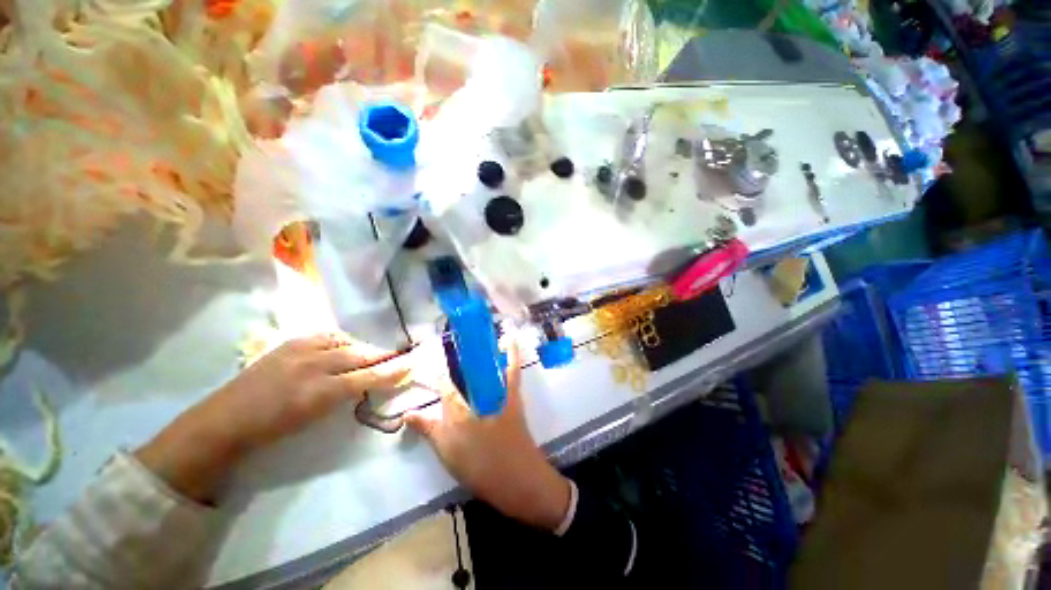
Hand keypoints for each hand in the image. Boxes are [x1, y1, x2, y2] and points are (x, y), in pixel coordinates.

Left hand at [136, 334, 411, 502]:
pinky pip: (326, 335)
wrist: (225, 420)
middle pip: (359, 356)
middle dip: (382, 356)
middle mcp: (313, 366)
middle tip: (398, 358)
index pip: (366, 377)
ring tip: (371, 354)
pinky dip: (342, 339)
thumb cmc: (272, 428)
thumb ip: (344, 396)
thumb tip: (368, 383)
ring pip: (346, 342)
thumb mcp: (313, 419)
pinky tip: (344, 345)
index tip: (410, 366)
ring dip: (362, 347)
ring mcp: (300, 350)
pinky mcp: (290, 342)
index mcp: (319, 392)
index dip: (391, 372)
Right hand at [404, 337, 571, 531]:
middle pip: (463, 372)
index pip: (443, 386)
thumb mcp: (447, 452)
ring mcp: (496, 395)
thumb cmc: (478, 468)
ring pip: (484, 367)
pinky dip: (512, 354)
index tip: (427, 365)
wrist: (516, 478)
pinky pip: (512, 371)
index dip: (435, 375)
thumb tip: (407, 413)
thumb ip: (428, 429)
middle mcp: (475, 397)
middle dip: (456, 358)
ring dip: (478, 352)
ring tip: (472, 338)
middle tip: (450, 344)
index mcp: (457, 411)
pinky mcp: (513, 396)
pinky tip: (510, 339)